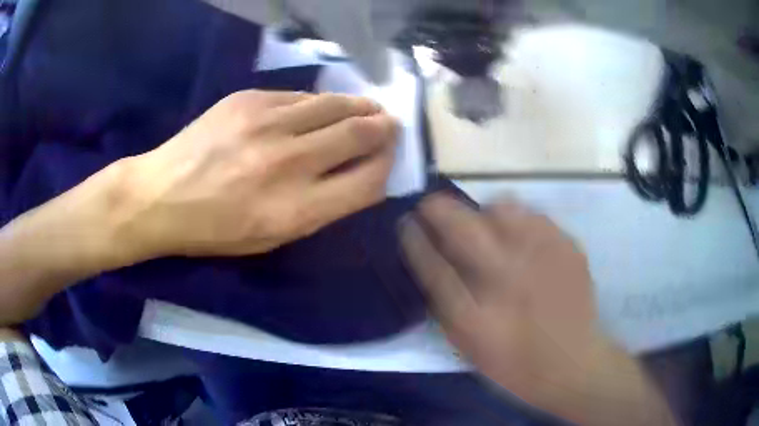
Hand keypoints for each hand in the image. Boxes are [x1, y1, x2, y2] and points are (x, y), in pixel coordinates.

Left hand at [115, 90, 397, 259]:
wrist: (160, 195)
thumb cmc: (214, 230)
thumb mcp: (271, 238)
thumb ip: (319, 209)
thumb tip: (356, 176)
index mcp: (295, 211)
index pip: (367, 181)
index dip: (387, 166)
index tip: (390, 158)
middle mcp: (288, 163)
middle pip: (359, 134)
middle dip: (384, 128)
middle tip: (390, 125)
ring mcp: (267, 123)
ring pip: (335, 104)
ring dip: (360, 106)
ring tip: (370, 108)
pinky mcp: (249, 98)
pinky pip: (300, 96)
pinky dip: (319, 103)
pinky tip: (321, 108)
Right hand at [399, 194, 673, 424]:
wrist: (574, 363)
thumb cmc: (516, 362)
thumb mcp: (471, 345)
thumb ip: (446, 303)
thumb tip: (428, 258)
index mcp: (479, 312)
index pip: (433, 263)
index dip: (415, 238)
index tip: (406, 221)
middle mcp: (509, 276)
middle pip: (462, 223)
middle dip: (439, 209)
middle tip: (433, 209)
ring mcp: (543, 256)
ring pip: (503, 206)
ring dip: (485, 213)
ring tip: (488, 230)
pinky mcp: (568, 246)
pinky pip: (535, 215)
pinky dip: (521, 221)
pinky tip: (524, 241)